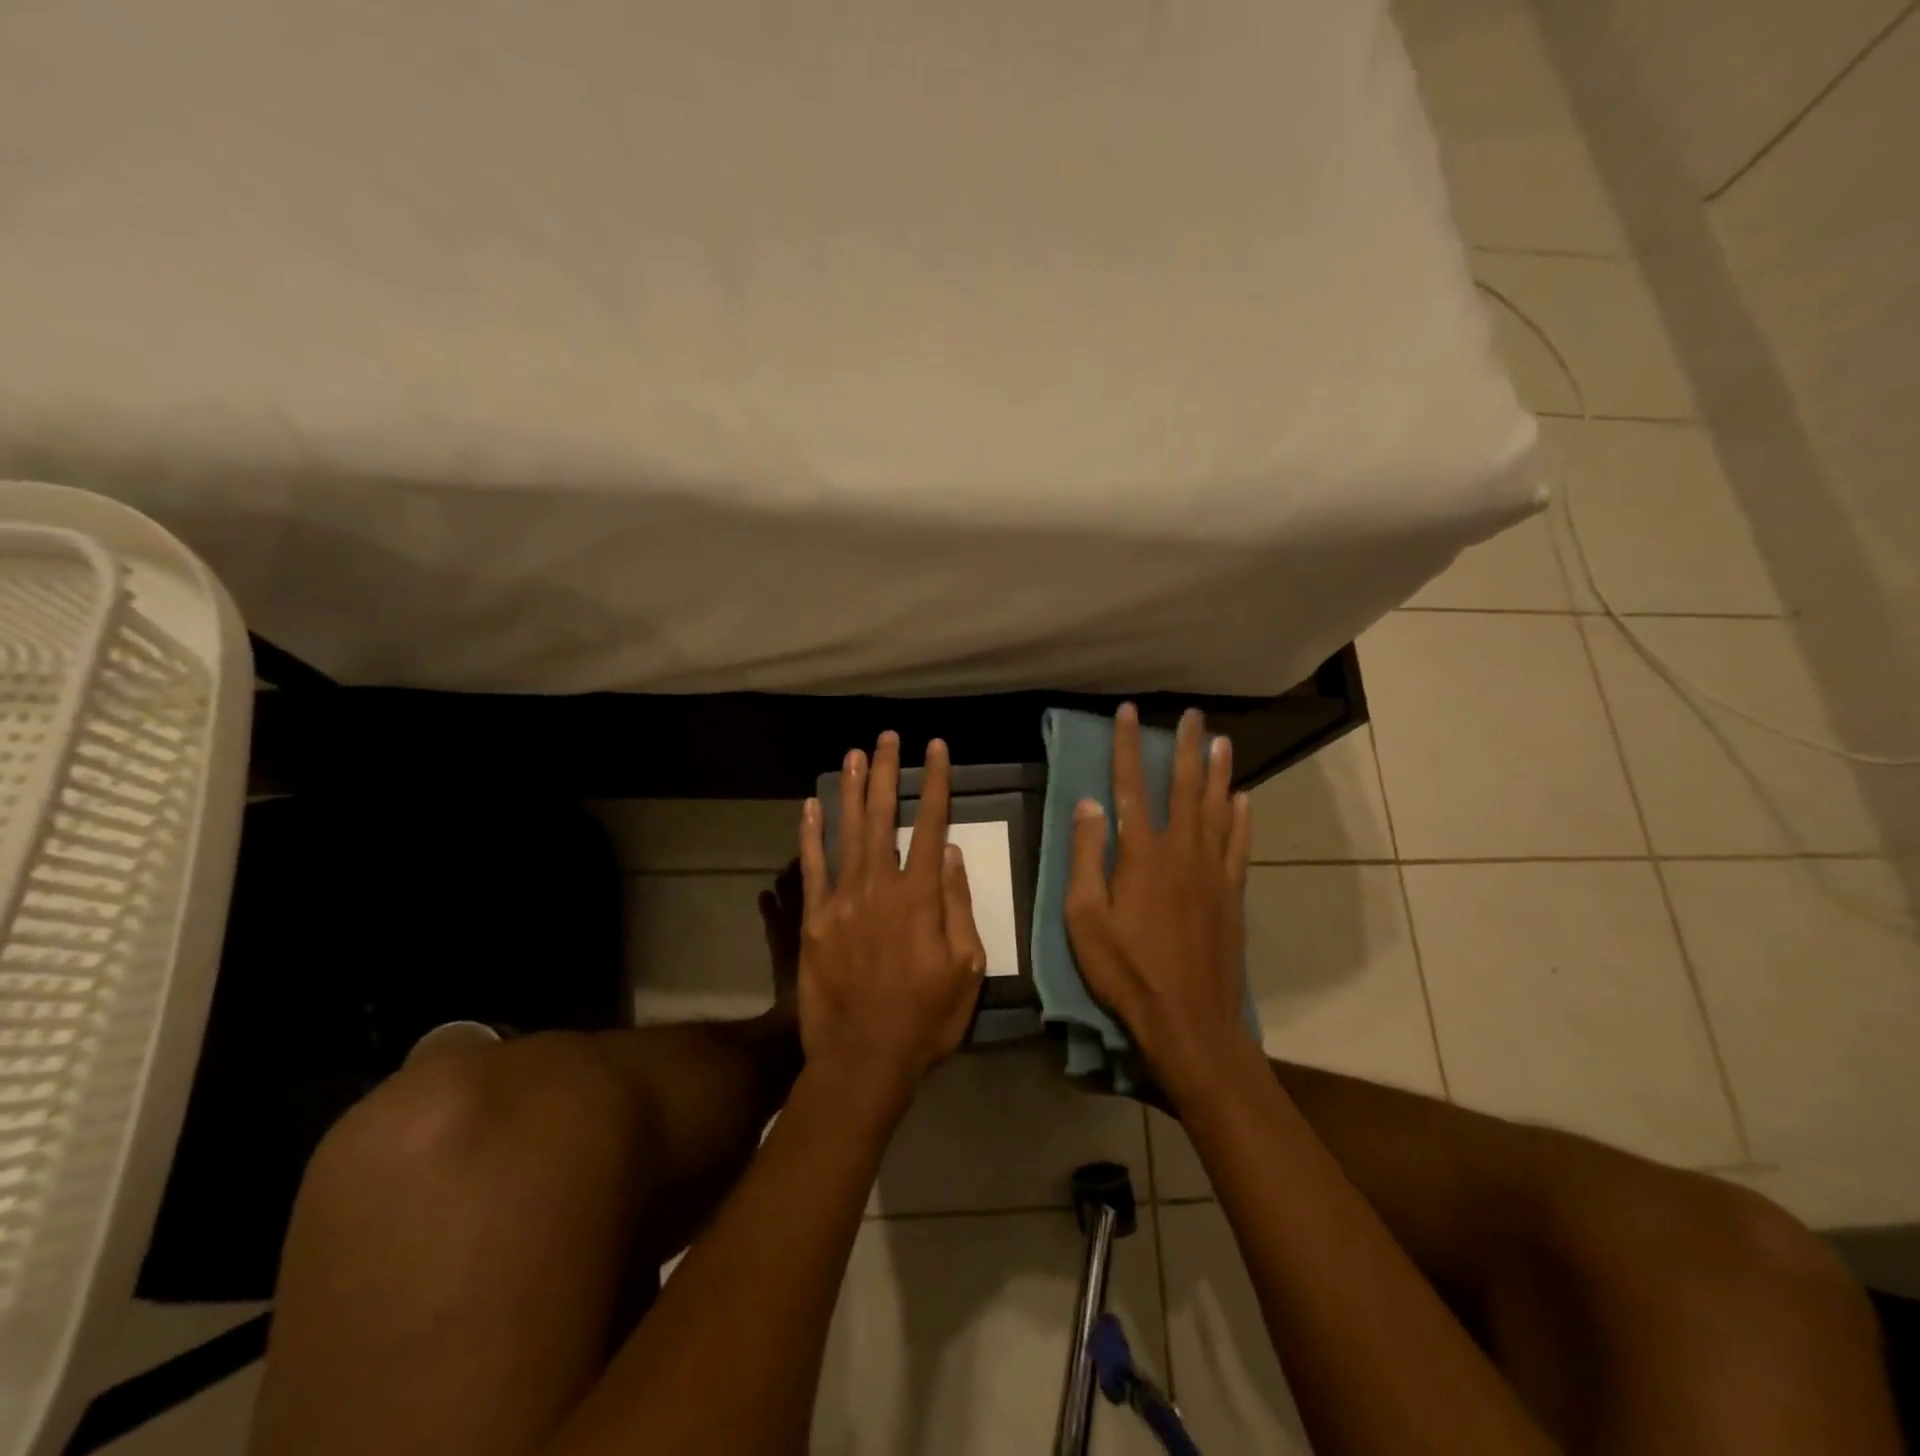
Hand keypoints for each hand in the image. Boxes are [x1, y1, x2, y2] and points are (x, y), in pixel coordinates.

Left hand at [797, 732, 987, 1106]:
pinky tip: (810, 806)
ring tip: (853, 754)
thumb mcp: (966, 968)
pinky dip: (810, 835)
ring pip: (847, 832)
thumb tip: (951, 853)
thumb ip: (958, 906)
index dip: (934, 783)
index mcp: (920, 897)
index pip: (930, 825)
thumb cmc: (925, 1017)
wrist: (863, 1059)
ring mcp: (842, 901)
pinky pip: (811, 869)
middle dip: (886, 773)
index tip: (936, 749)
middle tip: (887, 738)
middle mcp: (880, 886)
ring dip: (850, 791)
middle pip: (883, 817)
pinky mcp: (814, 920)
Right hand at [1065, 705, 1256, 1096]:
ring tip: (1222, 741)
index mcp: (1142, 854)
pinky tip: (1243, 799)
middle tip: (1192, 715)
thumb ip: (1086, 857)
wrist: (1189, 1020)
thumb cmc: (1126, 970)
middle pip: (1185, 788)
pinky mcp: (1232, 895)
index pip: (1130, 787)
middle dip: (1185, 747)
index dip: (1128, 747)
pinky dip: (1242, 818)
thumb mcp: (1085, 917)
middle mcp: (1182, 851)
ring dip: (1219, 772)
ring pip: (1217, 809)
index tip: (1129, 713)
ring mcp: (1213, 872)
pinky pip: (1239, 845)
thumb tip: (1088, 803)